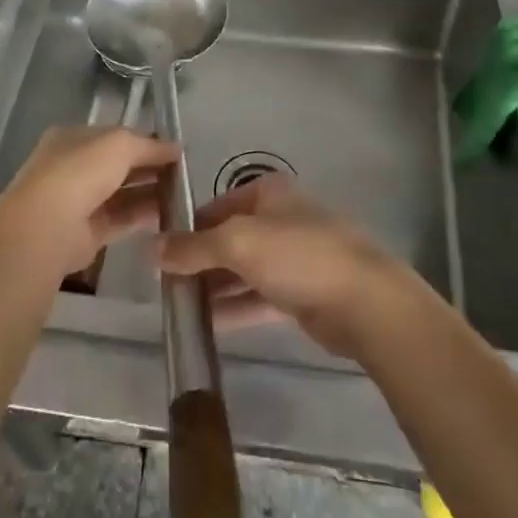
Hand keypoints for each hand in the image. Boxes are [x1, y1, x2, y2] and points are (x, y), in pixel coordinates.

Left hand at [0, 125, 178, 278]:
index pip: (115, 136)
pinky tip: (167, 216)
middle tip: (184, 174)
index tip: (175, 150)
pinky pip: (120, 220)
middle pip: (118, 165)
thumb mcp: (120, 144)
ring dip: (149, 193)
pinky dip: (141, 217)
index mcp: (73, 138)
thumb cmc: (80, 171)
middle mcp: (73, 168)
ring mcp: (77, 202)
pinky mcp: (86, 234)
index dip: (145, 141)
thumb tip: (176, 148)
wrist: (47, 226)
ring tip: (182, 195)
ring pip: (120, 194)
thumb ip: (149, 145)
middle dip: (149, 168)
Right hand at [154, 176, 420, 358]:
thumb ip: (194, 247)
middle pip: (228, 238)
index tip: (158, 253)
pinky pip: (258, 297)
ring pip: (243, 270)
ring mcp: (292, 257)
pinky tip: (206, 324)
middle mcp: (279, 219)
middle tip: (164, 285)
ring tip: (178, 308)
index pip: (215, 206)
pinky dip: (234, 307)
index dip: (187, 227)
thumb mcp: (239, 243)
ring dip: (213, 287)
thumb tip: (153, 249)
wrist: (364, 302)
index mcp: (268, 193)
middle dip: (198, 260)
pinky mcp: (301, 293)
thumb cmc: (299, 256)